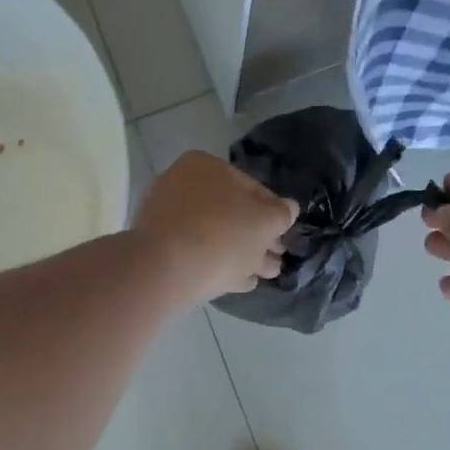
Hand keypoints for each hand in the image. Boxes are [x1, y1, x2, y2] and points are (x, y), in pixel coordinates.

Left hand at [134, 151, 297, 304]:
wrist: (167, 270)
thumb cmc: (223, 235)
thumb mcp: (266, 221)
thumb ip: (282, 214)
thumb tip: (290, 208)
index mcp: (206, 167)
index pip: (251, 187)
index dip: (274, 212)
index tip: (286, 233)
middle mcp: (182, 186)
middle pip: (232, 214)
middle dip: (258, 238)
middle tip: (278, 258)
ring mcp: (168, 218)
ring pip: (216, 237)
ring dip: (244, 255)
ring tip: (266, 275)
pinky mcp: (160, 250)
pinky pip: (199, 255)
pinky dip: (221, 266)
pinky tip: (241, 283)